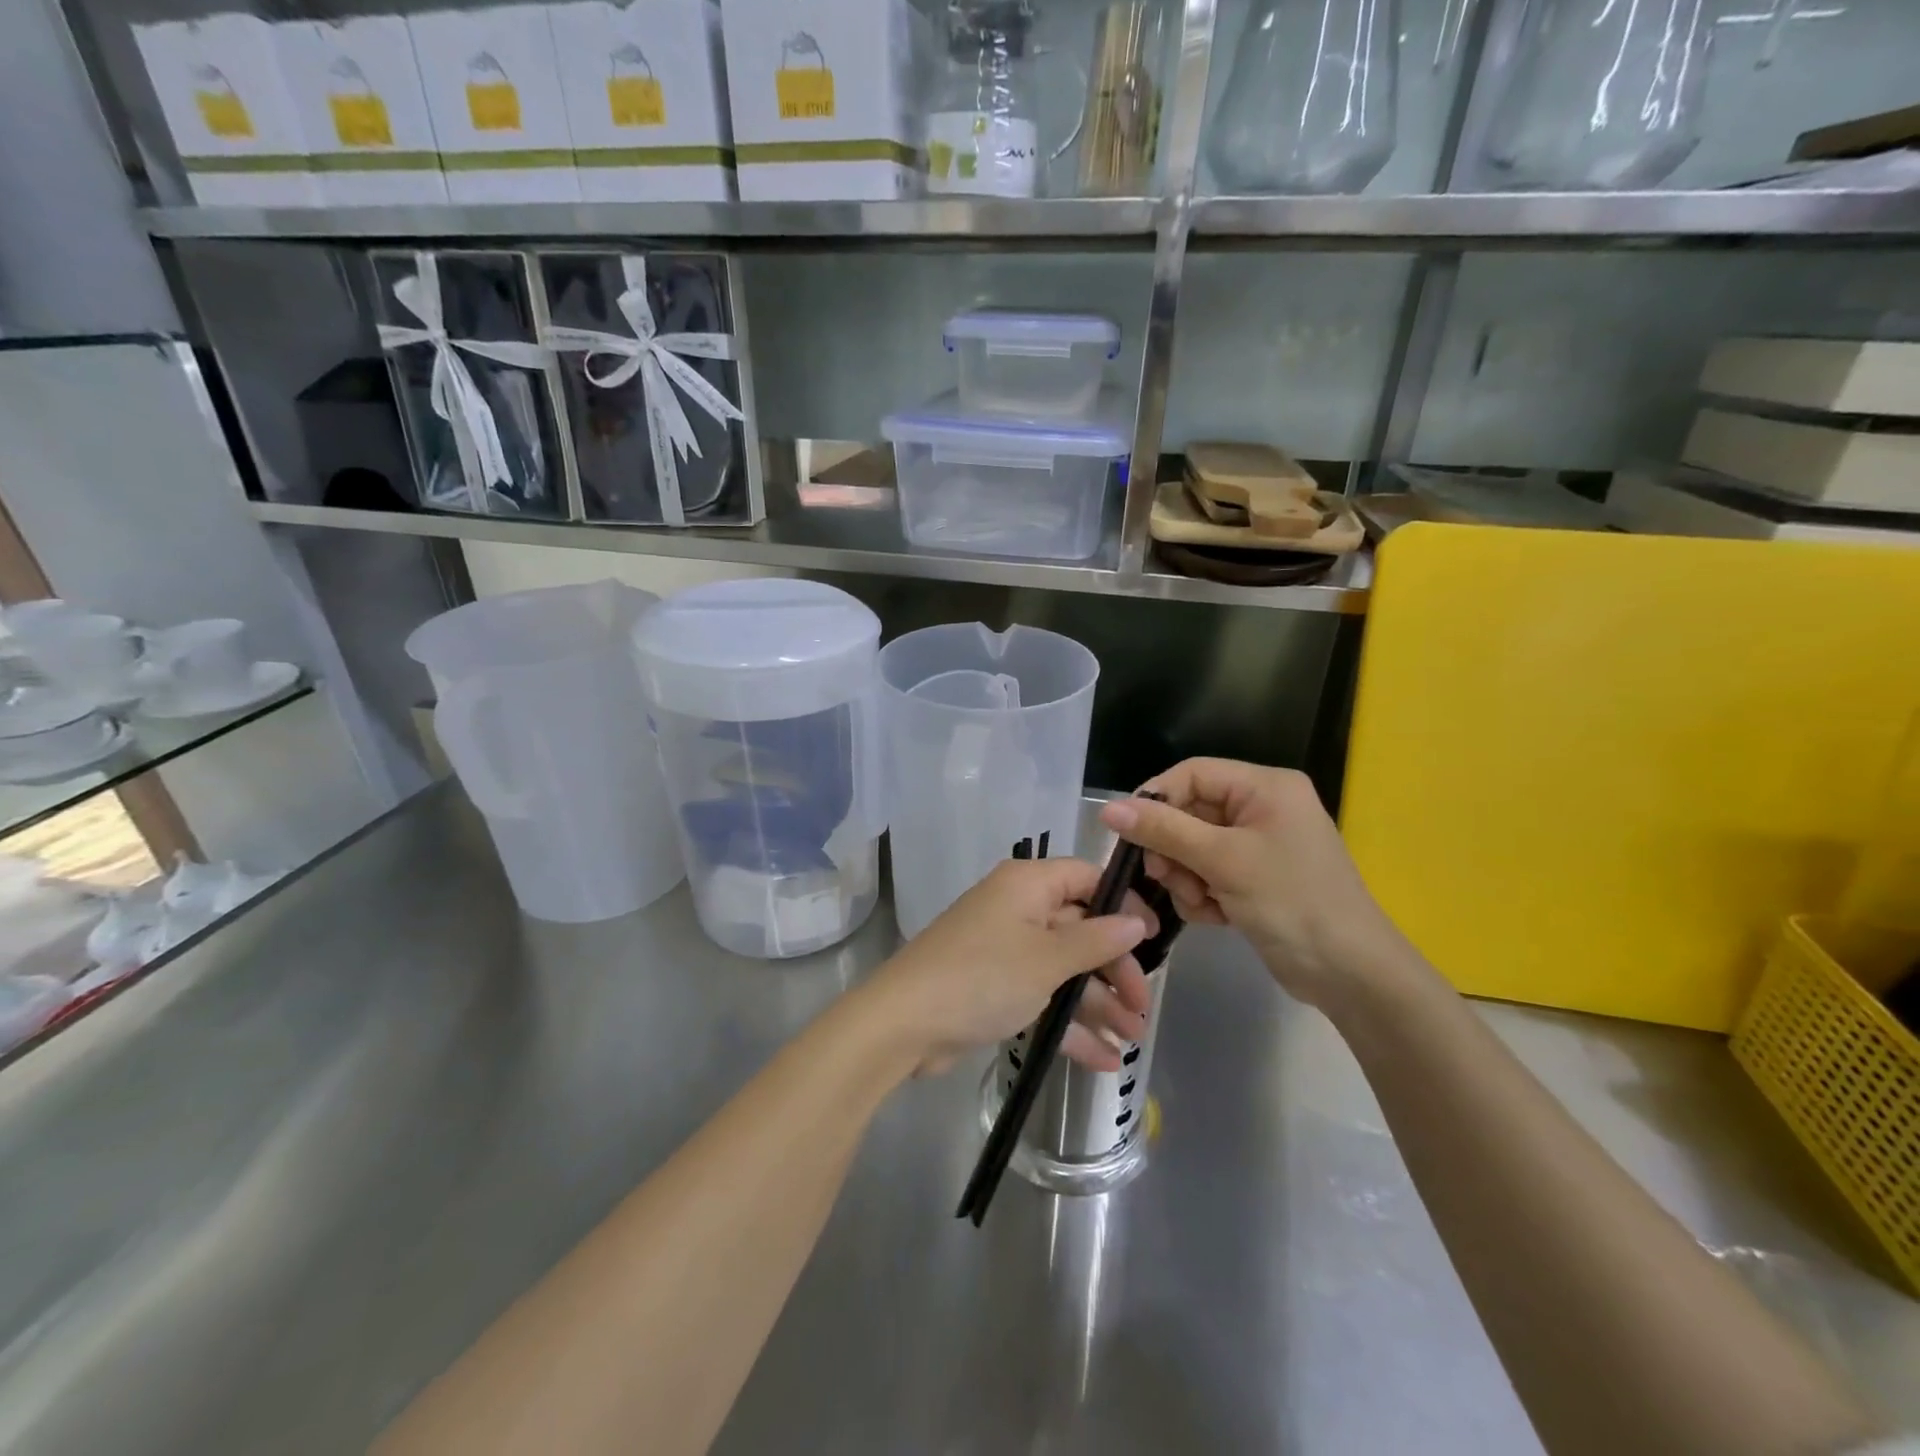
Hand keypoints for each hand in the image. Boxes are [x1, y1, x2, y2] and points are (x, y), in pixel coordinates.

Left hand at [861, 858, 1154, 1076]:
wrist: (905, 1023)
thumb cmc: (983, 976)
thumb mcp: (1048, 959)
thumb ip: (1096, 940)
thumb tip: (1135, 920)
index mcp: (1028, 885)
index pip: (1086, 878)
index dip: (1122, 905)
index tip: (1153, 940)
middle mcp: (1017, 909)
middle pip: (1079, 929)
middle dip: (1114, 969)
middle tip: (1142, 1009)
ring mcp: (1005, 950)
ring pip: (1063, 969)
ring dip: (1097, 1003)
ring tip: (1132, 1040)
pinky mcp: (994, 987)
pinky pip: (1042, 997)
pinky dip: (1069, 1024)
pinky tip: (1102, 1060)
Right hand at [1100, 759, 1402, 1008]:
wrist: (1350, 974)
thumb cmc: (1291, 902)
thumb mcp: (1222, 860)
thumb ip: (1164, 830)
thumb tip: (1108, 809)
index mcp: (1265, 787)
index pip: (1192, 774)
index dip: (1156, 799)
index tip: (1128, 833)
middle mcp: (1262, 808)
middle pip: (1189, 813)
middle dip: (1173, 849)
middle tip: (1163, 877)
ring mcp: (1258, 846)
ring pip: (1193, 847)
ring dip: (1185, 877)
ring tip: (1199, 902)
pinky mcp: (1254, 879)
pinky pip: (1208, 873)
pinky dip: (1202, 894)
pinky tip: (1214, 917)